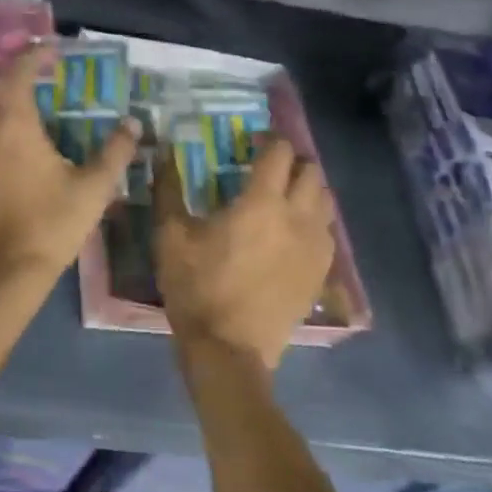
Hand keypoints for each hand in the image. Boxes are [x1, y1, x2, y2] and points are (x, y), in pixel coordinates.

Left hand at [0, 43, 138, 294]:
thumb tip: (133, 124)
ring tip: (5, 99)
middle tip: (20, 72)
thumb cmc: (49, 227)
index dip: (31, 53)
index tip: (48, 50)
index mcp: (12, 123)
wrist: (0, 275)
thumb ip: (115, 152)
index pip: (16, 70)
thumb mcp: (93, 190)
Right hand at [154, 135, 336, 368]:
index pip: (280, 152)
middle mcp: (298, 217)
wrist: (228, 351)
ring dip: (308, 190)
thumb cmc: (197, 287)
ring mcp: (316, 247)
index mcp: (261, 202)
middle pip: (312, 172)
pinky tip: (291, 234)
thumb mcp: (170, 236)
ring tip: (283, 198)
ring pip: (326, 201)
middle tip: (267, 169)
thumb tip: (163, 154)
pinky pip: (328, 233)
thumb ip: (168, 189)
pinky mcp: (321, 273)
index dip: (268, 140)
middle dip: (292, 163)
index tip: (251, 142)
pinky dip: (314, 222)